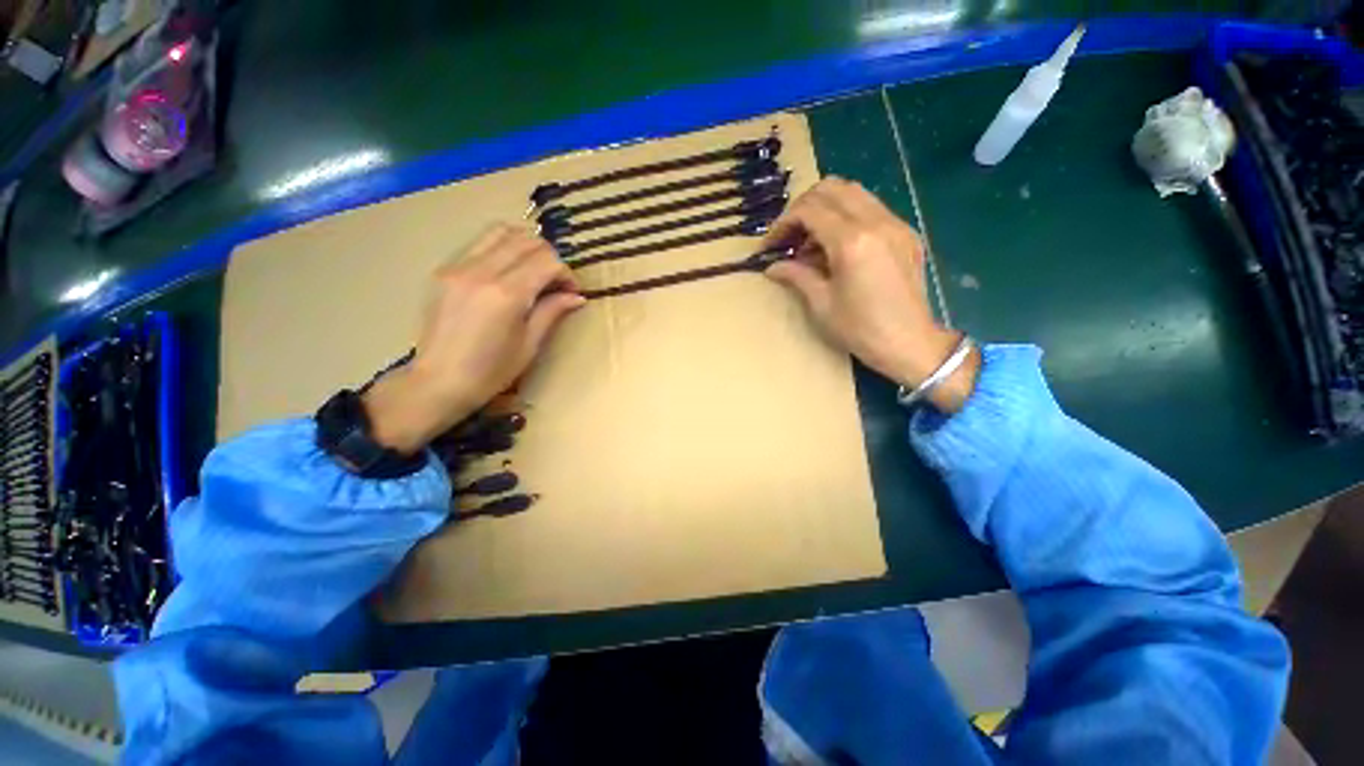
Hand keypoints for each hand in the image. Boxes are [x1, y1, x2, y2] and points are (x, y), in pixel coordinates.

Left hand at [363, 225, 584, 452]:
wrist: (437, 382)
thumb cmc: (491, 372)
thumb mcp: (530, 345)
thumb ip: (552, 312)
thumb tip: (577, 296)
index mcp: (506, 295)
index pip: (546, 261)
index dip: (566, 273)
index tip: (571, 292)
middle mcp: (481, 272)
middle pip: (526, 240)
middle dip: (549, 257)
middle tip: (555, 282)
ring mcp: (458, 267)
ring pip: (501, 232)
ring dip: (525, 246)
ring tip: (533, 271)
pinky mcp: (445, 271)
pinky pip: (480, 244)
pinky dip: (502, 249)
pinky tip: (508, 274)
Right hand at [764, 178, 978, 412]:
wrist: (910, 343)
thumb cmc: (860, 329)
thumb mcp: (821, 304)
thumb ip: (796, 276)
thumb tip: (772, 267)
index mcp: (852, 241)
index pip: (809, 210)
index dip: (783, 223)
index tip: (770, 246)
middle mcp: (876, 222)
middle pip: (831, 188)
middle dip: (802, 208)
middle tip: (788, 237)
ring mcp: (895, 224)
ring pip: (853, 192)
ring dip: (825, 208)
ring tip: (810, 242)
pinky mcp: (905, 233)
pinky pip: (871, 208)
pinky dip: (846, 216)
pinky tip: (836, 246)